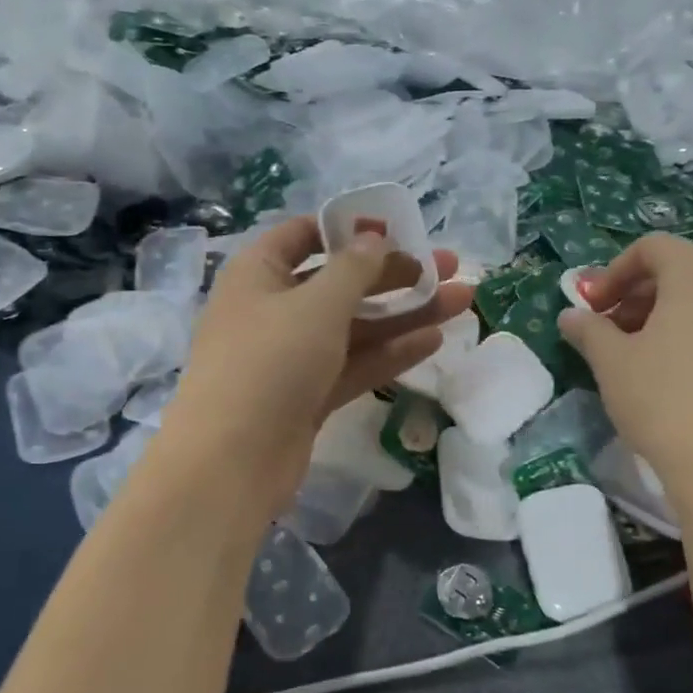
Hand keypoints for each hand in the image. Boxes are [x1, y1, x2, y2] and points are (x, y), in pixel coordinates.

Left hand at [162, 215, 473, 513]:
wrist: (231, 462)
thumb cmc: (269, 361)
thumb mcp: (316, 304)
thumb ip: (354, 268)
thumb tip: (375, 238)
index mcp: (259, 273)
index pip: (305, 235)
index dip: (351, 230)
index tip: (399, 231)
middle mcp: (273, 309)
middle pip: (340, 283)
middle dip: (395, 274)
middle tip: (449, 266)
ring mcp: (291, 357)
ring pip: (354, 326)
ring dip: (404, 313)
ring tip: (461, 300)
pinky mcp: (308, 396)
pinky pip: (353, 364)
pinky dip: (390, 352)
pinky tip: (433, 340)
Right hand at [558, 234, 692, 505]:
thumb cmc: (664, 400)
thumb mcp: (611, 362)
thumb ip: (588, 330)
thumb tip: (571, 316)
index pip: (653, 247)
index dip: (614, 270)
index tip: (592, 308)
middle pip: (681, 271)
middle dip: (637, 294)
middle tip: (609, 331)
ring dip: (665, 317)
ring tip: (638, 356)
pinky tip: (675, 377)